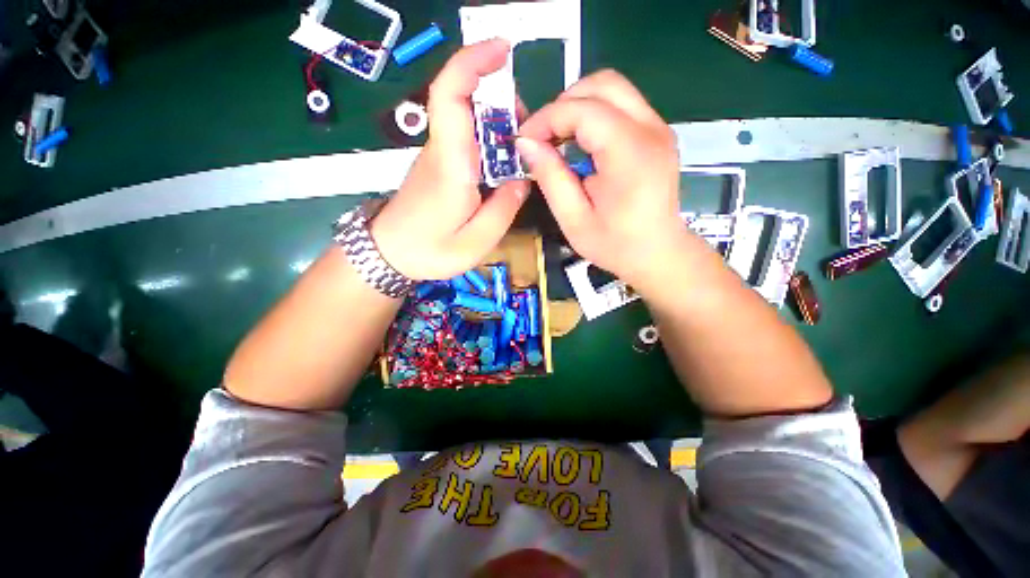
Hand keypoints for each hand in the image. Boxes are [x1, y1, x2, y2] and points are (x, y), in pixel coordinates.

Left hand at [371, 39, 529, 280]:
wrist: (388, 255)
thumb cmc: (428, 251)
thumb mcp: (476, 242)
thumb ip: (503, 210)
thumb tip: (522, 178)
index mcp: (451, 165)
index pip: (450, 95)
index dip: (473, 62)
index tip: (502, 49)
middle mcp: (442, 150)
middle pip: (465, 100)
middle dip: (502, 102)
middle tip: (528, 133)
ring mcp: (438, 156)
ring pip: (468, 120)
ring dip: (499, 124)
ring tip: (521, 154)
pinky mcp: (439, 166)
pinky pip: (467, 140)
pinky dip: (490, 141)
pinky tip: (503, 165)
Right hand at [516, 70, 688, 290]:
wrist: (658, 253)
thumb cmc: (615, 245)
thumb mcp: (574, 220)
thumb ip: (550, 178)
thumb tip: (526, 143)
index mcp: (630, 154)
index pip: (583, 109)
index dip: (547, 118)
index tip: (524, 141)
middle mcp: (651, 130)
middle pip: (603, 84)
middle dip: (563, 104)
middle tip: (543, 138)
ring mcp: (658, 128)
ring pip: (613, 89)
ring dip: (578, 107)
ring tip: (559, 141)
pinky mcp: (657, 133)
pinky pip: (621, 106)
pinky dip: (594, 116)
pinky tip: (581, 145)